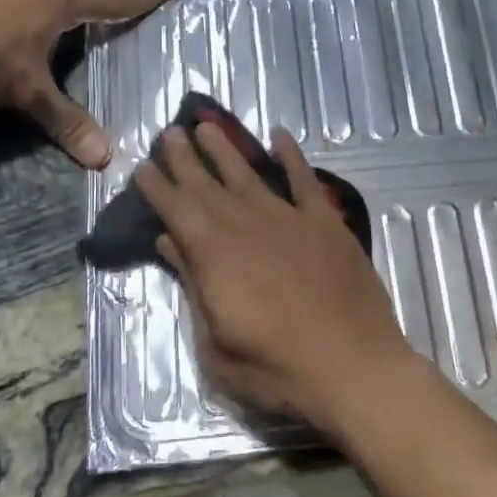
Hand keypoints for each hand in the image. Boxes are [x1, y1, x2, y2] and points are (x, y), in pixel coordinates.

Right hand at [134, 123, 419, 432]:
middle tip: (168, 132)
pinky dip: (292, 156)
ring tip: (206, 126)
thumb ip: (194, 288)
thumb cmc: (278, 370)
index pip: (177, 211)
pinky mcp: (326, 223)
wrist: (354, 367)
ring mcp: (289, 220)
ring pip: (249, 175)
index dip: (158, 187)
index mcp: (215, 256)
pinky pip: (305, 181)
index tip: (143, 166)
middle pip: (208, 186)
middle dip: (184, 159)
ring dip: (225, 150)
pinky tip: (279, 136)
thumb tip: (170, 243)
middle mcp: (247, 226)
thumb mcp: (217, 346)